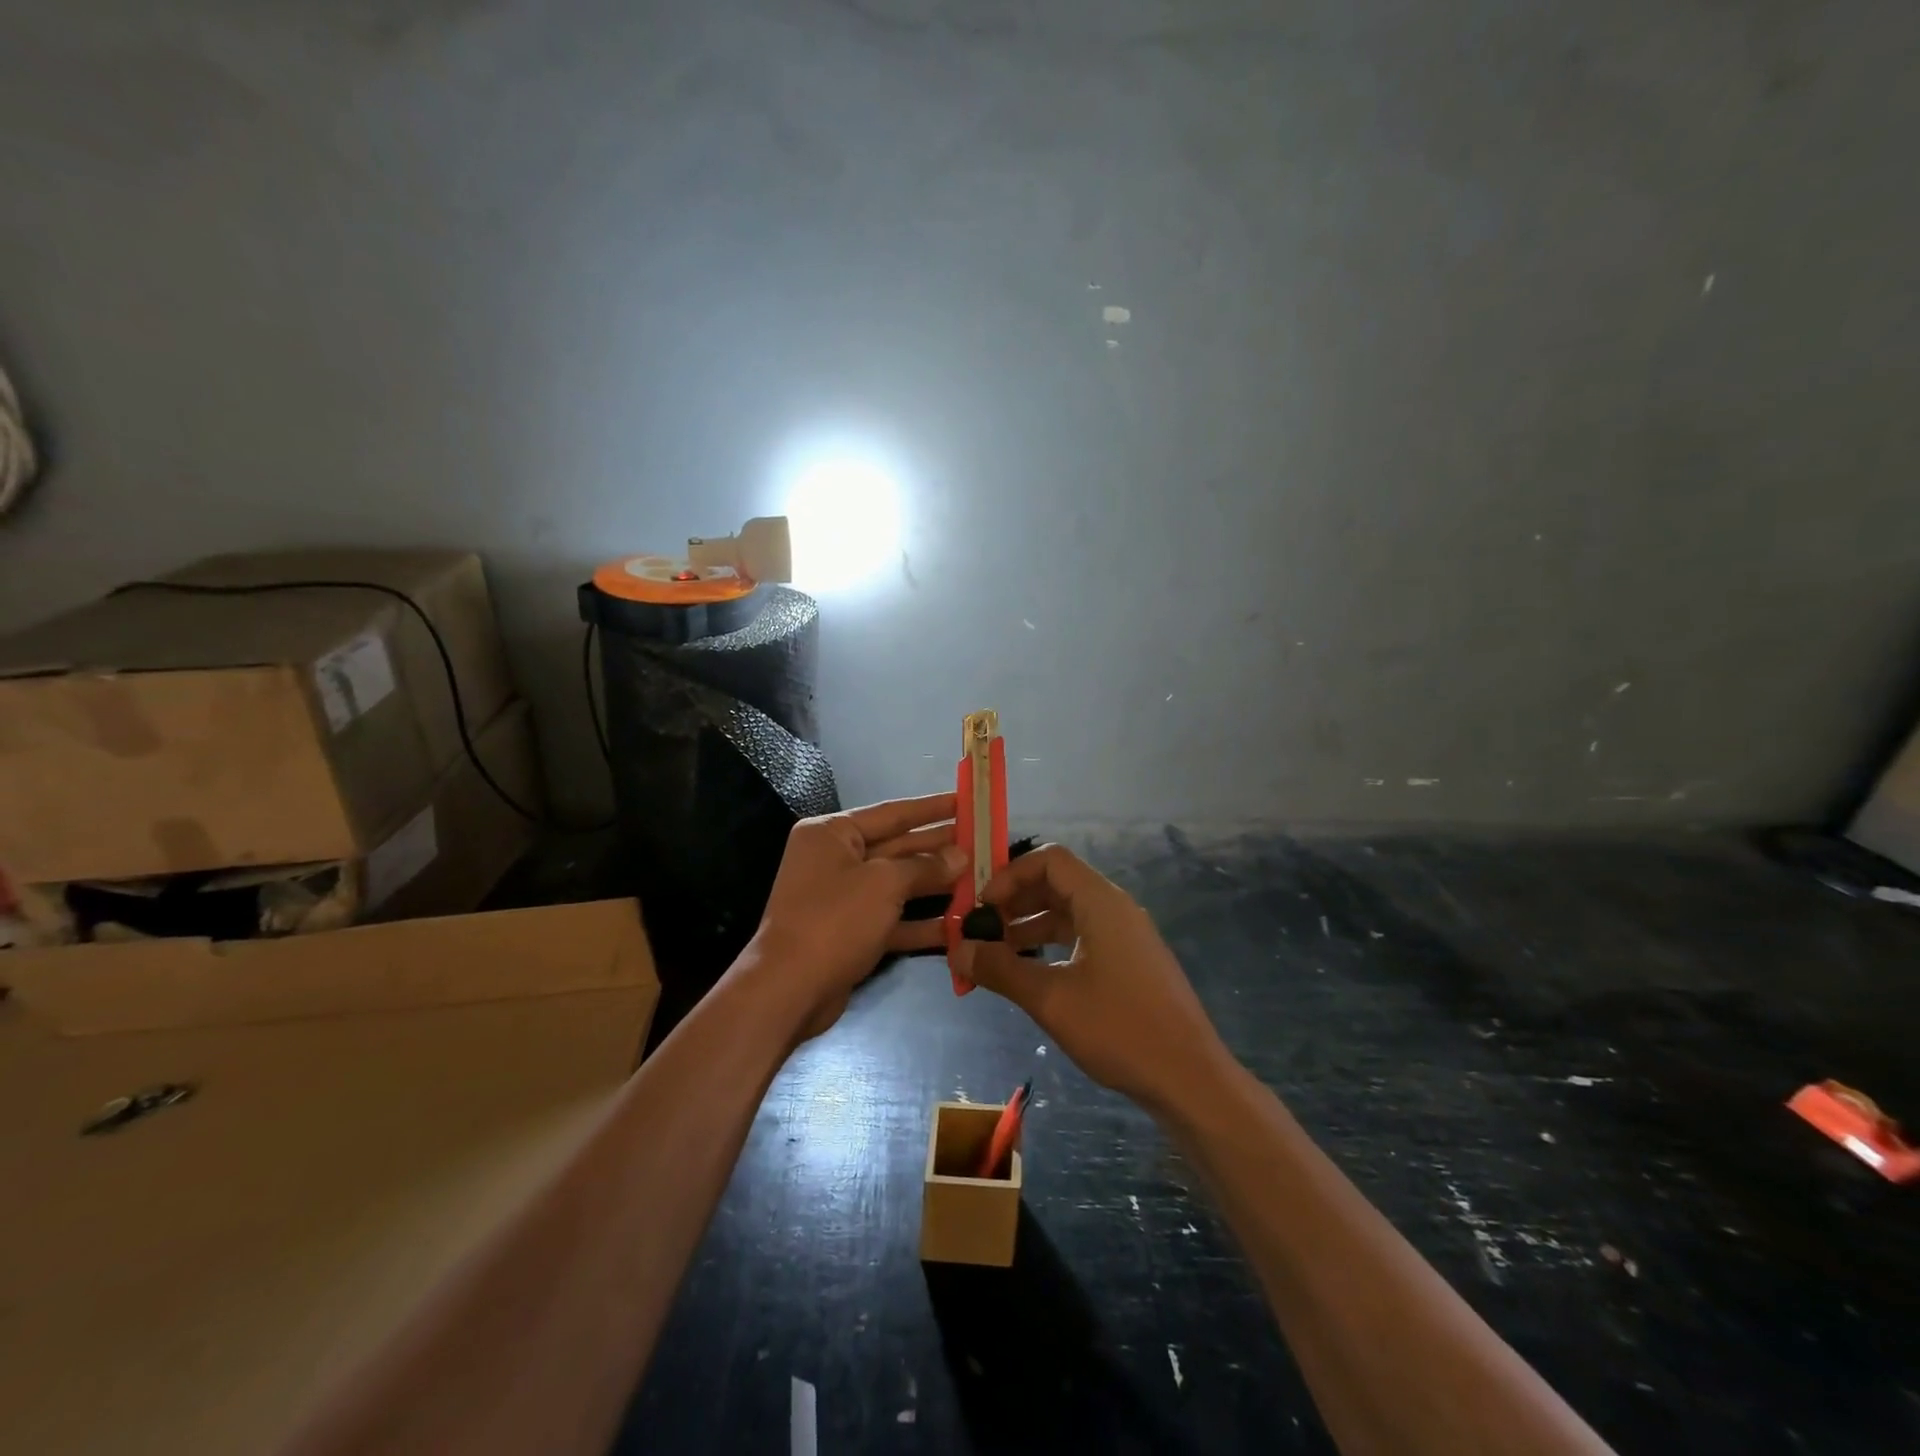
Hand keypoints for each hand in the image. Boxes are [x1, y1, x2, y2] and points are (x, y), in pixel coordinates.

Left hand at [746, 792, 964, 1040]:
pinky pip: (892, 918)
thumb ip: (925, 866)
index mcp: (832, 833)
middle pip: (896, 847)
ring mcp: (842, 897)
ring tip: (979, 879)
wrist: (789, 989)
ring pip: (897, 884)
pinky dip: (921, 921)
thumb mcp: (884, 884)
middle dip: (938, 847)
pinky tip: (958, 924)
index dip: (931, 808)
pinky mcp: (851, 932)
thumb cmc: (835, 920)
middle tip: (981, 842)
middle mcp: (835, 859)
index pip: (891, 813)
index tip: (966, 801)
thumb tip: (959, 855)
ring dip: (935, 884)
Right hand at [952, 844, 1232, 1114]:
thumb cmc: (1120, 1029)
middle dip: (1015, 902)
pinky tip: (1030, 973)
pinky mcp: (1130, 963)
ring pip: (1069, 913)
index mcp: (1101, 902)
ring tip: (995, 954)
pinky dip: (1052, 946)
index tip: (981, 906)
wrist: (1191, 1079)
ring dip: (1030, 926)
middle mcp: (1115, 909)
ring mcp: (1126, 936)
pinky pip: (1083, 937)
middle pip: (1057, 884)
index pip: (1050, 860)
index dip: (1010, 875)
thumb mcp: (1050, 999)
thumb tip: (956, 950)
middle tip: (979, 929)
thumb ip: (1000, 969)